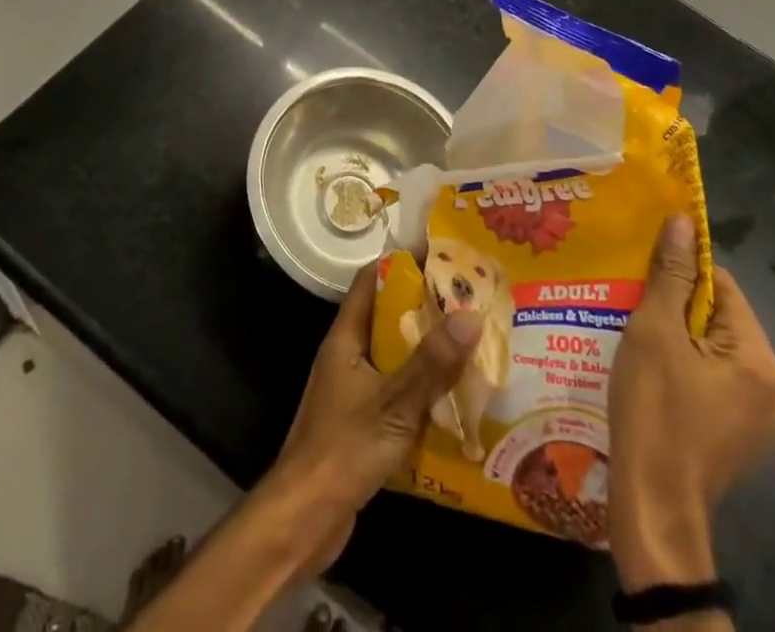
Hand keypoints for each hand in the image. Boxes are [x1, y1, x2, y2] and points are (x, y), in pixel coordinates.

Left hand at [265, 261, 482, 572]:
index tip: (441, 256)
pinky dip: (421, 388)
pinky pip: (395, 391)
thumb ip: (431, 363)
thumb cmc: (343, 449)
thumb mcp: (394, 403)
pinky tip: (453, 398)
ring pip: (394, 356)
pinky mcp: (361, 422)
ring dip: (426, 351)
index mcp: (346, 337)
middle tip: (469, 301)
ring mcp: (352, 389)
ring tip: (470, 343)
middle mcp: (347, 355)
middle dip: (424, 308)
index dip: (402, 263)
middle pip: (387, 317)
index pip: (371, 281)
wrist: (304, 518)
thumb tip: (470, 315)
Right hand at [609, 215, 774, 590]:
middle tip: (633, 311)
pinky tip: (652, 381)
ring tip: (636, 344)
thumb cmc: (655, 409)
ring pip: (714, 354)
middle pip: (719, 321)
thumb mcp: (655, 331)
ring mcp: (760, 422)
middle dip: (676, 310)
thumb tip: (682, 222)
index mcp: (760, 358)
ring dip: (678, 342)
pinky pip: (714, 386)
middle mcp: (773, 389)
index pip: (722, 286)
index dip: (680, 275)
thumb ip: (671, 275)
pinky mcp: (740, 443)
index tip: (643, 279)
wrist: (653, 505)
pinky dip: (685, 374)